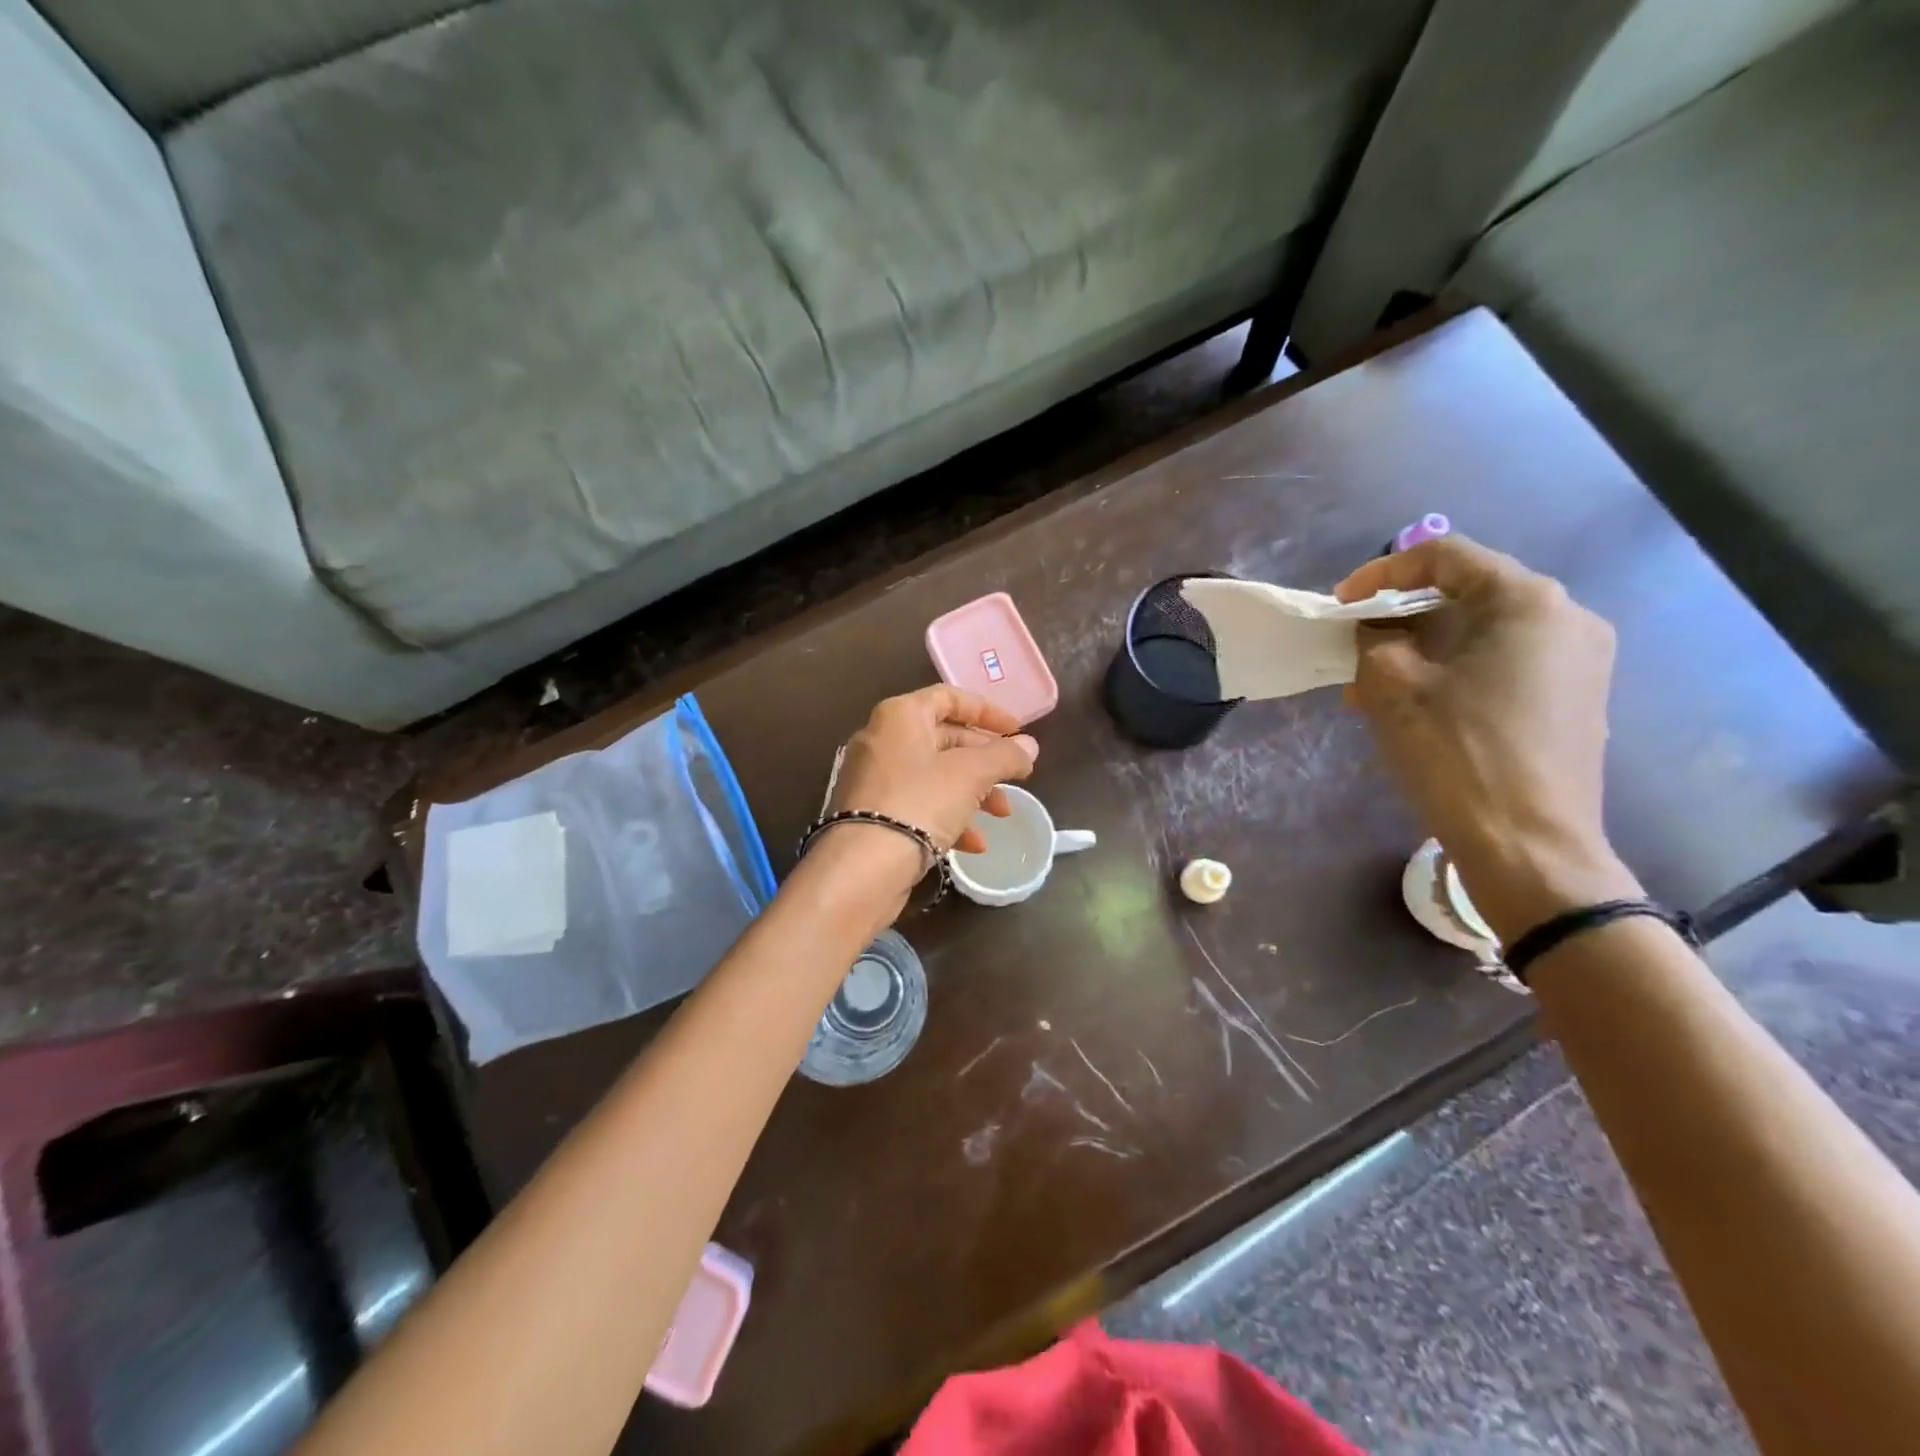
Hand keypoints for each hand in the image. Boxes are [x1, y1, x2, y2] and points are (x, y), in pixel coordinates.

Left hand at [826, 684, 1038, 852]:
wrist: (863, 866)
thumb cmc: (920, 803)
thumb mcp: (971, 774)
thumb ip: (1004, 756)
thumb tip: (1029, 746)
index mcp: (900, 716)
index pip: (949, 697)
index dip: (988, 712)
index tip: (1018, 732)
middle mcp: (882, 739)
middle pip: (944, 738)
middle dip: (985, 760)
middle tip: (1016, 777)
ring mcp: (875, 778)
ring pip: (935, 776)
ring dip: (974, 792)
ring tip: (1002, 814)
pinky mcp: (873, 814)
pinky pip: (918, 805)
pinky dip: (949, 817)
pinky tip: (974, 844)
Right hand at [1335, 536, 1639, 941]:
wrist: (1528, 845)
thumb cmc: (1456, 753)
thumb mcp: (1391, 686)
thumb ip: (1374, 639)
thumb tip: (1375, 628)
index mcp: (1528, 601)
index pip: (1445, 556)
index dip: (1381, 573)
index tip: (1340, 605)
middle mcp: (1568, 618)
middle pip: (1467, 594)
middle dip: (1400, 619)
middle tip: (1355, 650)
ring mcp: (1581, 661)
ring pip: (1483, 633)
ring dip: (1423, 650)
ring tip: (1375, 687)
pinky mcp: (1577, 699)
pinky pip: (1504, 665)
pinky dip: (1454, 673)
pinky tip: (1419, 708)